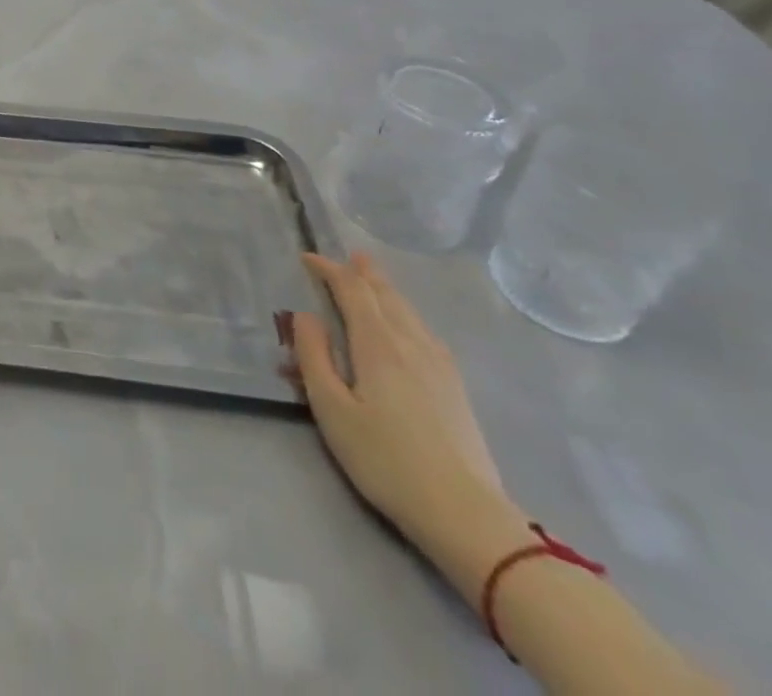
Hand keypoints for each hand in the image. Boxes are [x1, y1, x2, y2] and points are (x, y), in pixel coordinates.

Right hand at [289, 252, 507, 549]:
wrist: (466, 516)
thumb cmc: (386, 460)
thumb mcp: (331, 409)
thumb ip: (313, 357)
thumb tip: (305, 315)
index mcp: (378, 344)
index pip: (351, 291)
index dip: (328, 269)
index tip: (307, 258)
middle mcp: (411, 344)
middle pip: (386, 296)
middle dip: (364, 273)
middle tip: (348, 256)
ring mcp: (440, 366)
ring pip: (409, 312)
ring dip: (387, 291)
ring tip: (374, 280)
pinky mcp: (455, 388)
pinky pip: (424, 332)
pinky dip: (406, 314)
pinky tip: (408, 326)